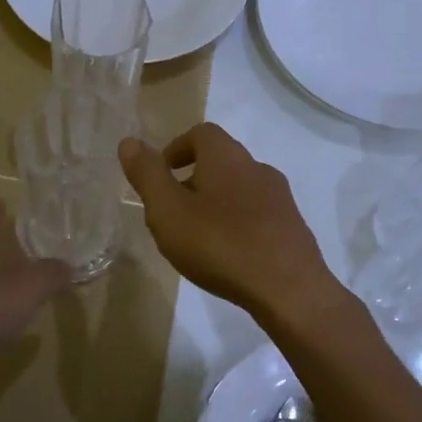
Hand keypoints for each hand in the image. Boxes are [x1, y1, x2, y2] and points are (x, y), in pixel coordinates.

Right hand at [119, 124, 341, 320]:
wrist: (289, 289)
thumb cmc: (220, 244)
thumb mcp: (168, 210)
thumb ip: (147, 175)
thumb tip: (129, 142)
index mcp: (226, 157)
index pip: (200, 133)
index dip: (176, 149)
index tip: (161, 176)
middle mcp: (257, 167)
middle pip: (220, 160)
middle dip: (193, 178)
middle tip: (172, 211)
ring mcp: (280, 198)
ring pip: (239, 188)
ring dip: (216, 203)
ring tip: (197, 237)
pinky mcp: (292, 227)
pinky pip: (257, 214)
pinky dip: (237, 224)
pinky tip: (228, 255)